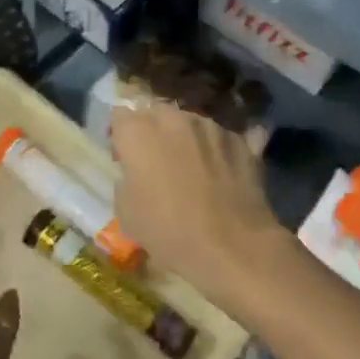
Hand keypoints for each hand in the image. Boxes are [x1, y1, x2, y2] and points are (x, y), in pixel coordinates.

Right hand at [110, 101, 288, 306]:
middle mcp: (174, 118)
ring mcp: (210, 126)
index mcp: (139, 132)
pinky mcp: (239, 140)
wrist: (232, 246)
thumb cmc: (169, 231)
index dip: (120, 136)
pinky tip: (219, 173)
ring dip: (184, 138)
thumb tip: (136, 171)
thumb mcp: (126, 212)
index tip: (124, 158)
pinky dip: (214, 150)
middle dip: (152, 130)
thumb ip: (126, 178)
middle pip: (155, 112)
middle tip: (155, 161)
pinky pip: (218, 138)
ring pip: (189, 122)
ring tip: (191, 167)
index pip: (119, 116)